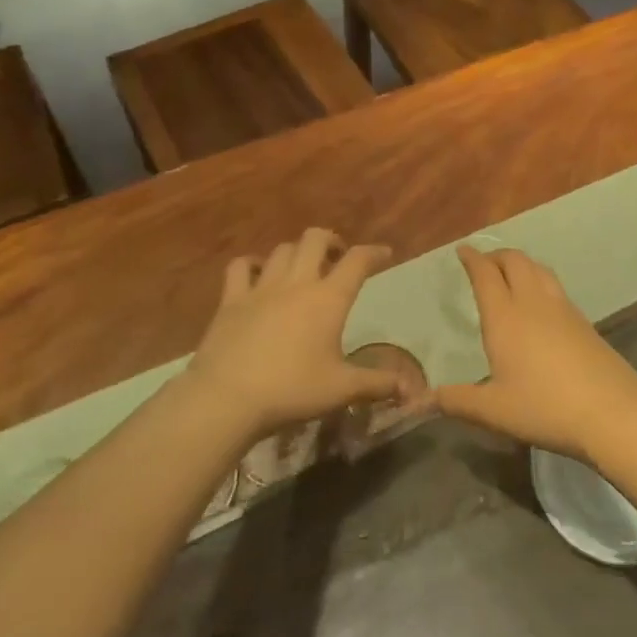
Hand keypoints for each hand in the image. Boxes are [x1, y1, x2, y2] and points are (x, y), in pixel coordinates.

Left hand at [186, 229, 413, 440]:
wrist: (227, 397)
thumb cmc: (291, 390)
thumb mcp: (341, 390)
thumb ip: (377, 384)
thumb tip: (409, 389)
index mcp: (328, 299)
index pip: (358, 261)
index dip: (374, 252)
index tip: (384, 254)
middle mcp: (297, 282)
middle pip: (315, 239)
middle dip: (331, 240)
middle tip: (337, 257)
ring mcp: (261, 287)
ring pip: (282, 249)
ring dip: (297, 252)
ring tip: (302, 267)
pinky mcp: (231, 299)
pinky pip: (240, 266)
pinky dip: (251, 264)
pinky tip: (257, 273)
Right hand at [435, 247, 636, 459]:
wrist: (612, 412)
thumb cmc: (545, 408)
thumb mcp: (494, 411)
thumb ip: (458, 402)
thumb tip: (427, 399)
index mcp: (505, 317)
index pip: (485, 274)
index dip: (473, 259)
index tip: (463, 250)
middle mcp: (533, 303)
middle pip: (515, 261)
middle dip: (496, 255)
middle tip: (484, 262)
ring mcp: (563, 309)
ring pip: (539, 269)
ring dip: (520, 264)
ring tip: (511, 274)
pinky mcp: (584, 321)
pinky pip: (555, 286)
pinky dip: (540, 280)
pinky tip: (541, 303)